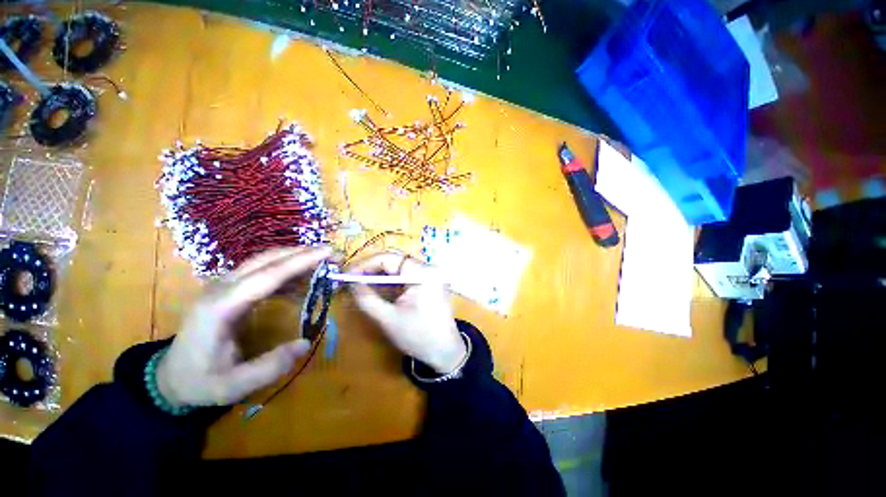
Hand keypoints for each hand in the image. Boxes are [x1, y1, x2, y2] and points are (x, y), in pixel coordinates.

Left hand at [156, 247, 331, 406]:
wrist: (170, 377)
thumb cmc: (199, 381)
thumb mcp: (232, 386)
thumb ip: (269, 367)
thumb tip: (305, 343)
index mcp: (220, 307)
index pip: (267, 275)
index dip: (300, 262)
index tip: (327, 253)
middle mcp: (221, 288)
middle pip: (267, 260)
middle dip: (302, 253)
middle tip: (333, 254)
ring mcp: (223, 286)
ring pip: (265, 261)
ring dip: (296, 258)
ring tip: (323, 263)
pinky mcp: (229, 289)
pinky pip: (262, 272)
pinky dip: (286, 271)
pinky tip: (302, 281)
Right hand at [347, 251, 466, 373]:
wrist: (445, 352)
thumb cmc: (417, 336)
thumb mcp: (388, 318)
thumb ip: (366, 298)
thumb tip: (349, 282)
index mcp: (422, 273)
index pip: (389, 258)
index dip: (365, 264)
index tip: (346, 274)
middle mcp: (429, 268)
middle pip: (395, 260)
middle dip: (371, 269)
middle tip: (351, 279)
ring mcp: (431, 275)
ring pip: (400, 268)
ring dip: (380, 274)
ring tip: (360, 283)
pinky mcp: (430, 282)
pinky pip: (407, 276)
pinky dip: (391, 281)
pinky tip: (378, 288)